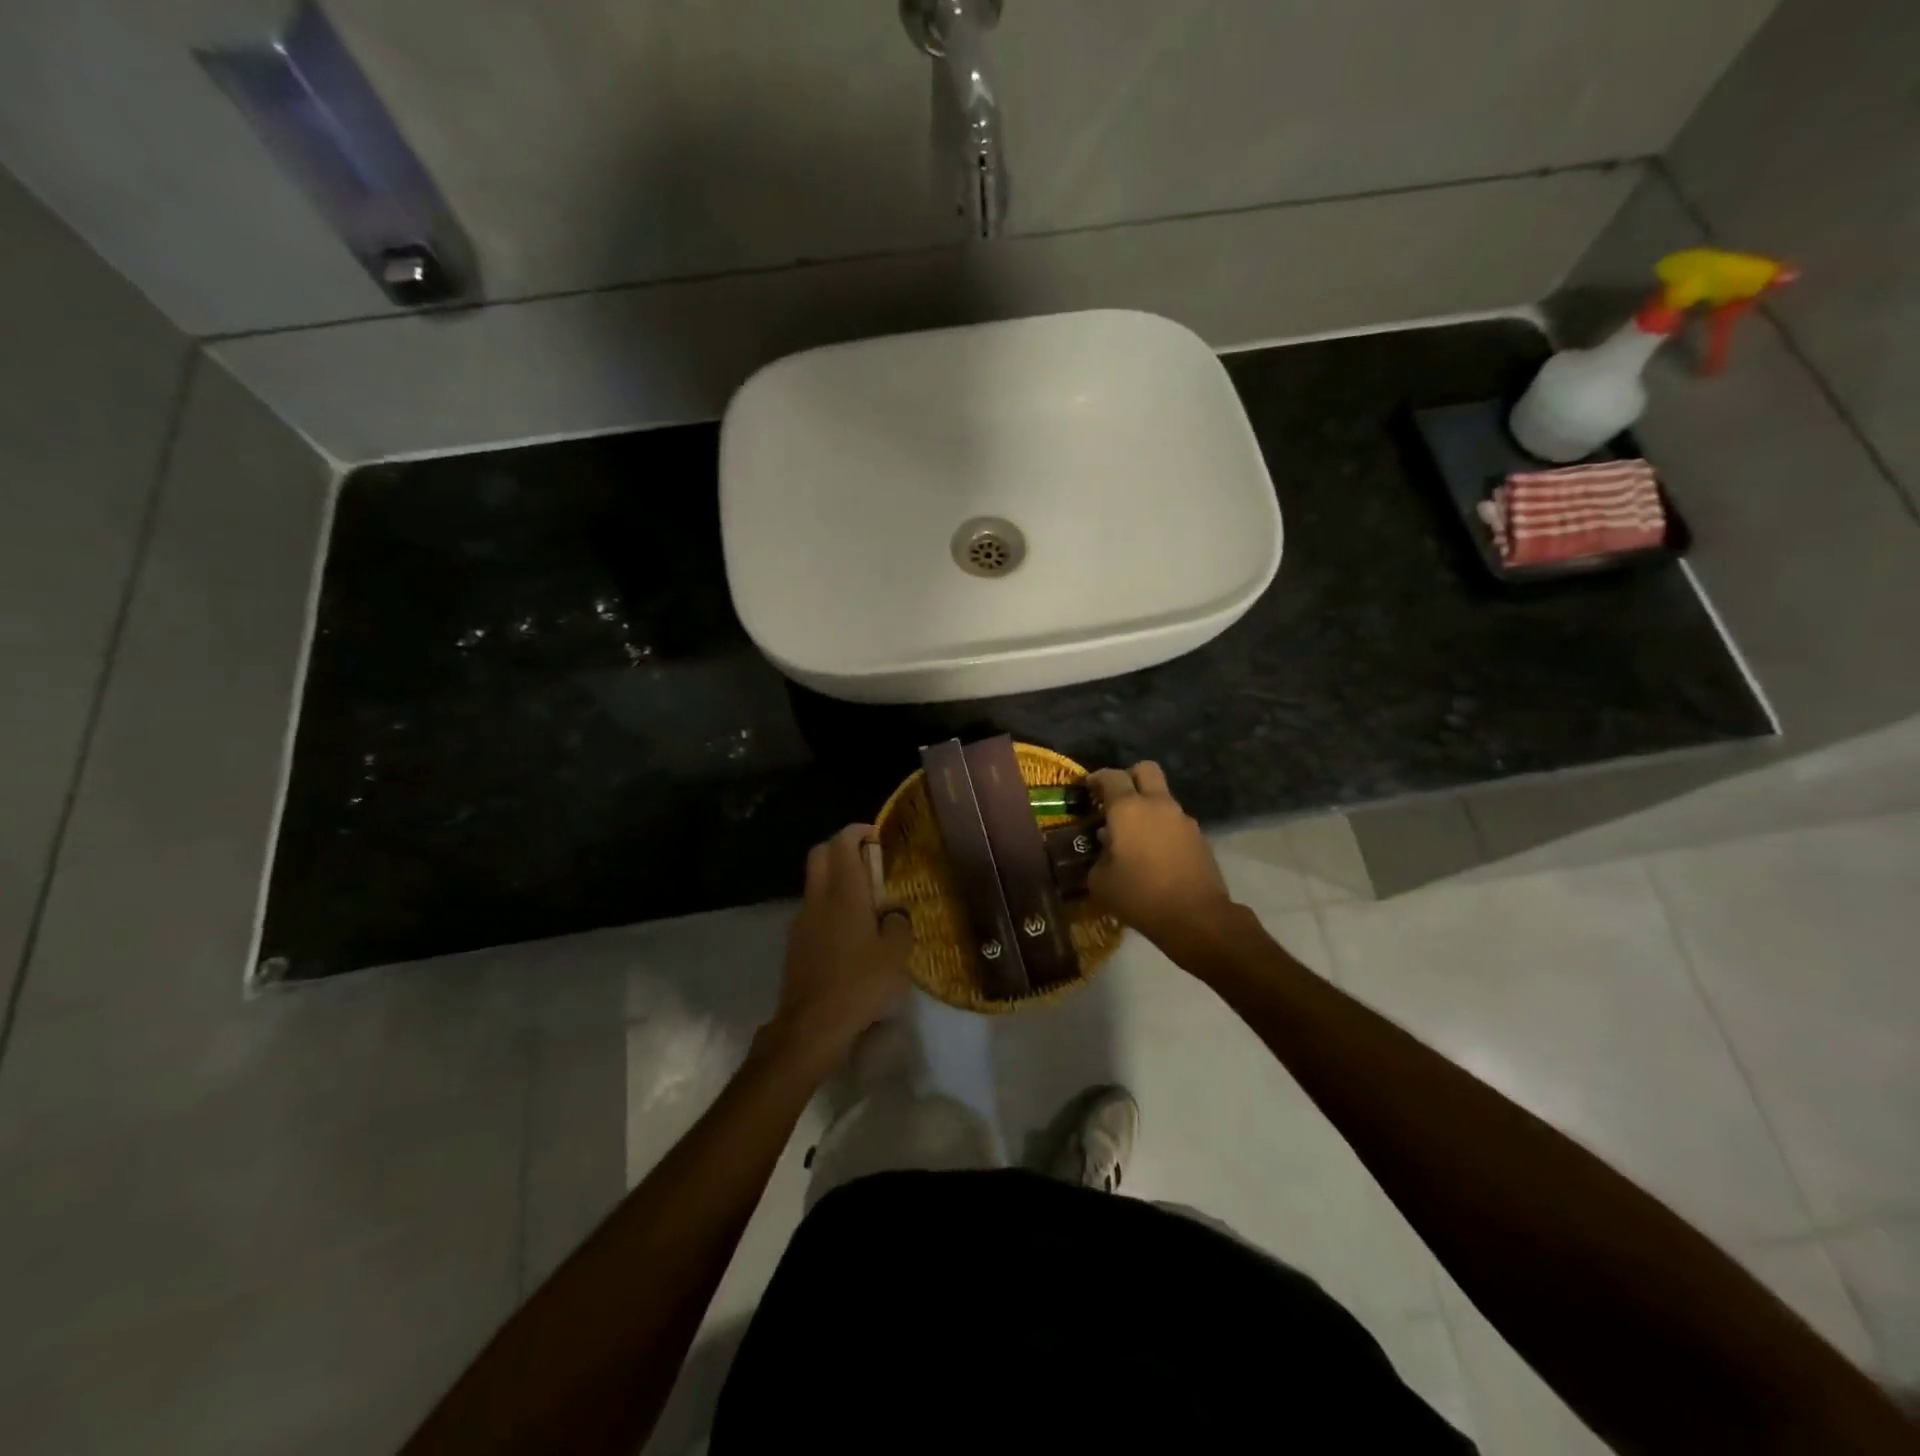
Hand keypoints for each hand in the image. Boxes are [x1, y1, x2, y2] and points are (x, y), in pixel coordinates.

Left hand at [766, 824, 913, 1075]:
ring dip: (835, 879)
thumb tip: (894, 915)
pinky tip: (849, 933)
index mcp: (844, 894)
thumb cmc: (859, 985)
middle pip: (820, 855)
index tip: (877, 835)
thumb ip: (899, 926)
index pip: (842, 843)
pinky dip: (829, 907)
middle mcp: (818, 899)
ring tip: (864, 901)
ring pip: (815, 883)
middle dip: (841, 848)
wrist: (811, 1027)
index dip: (858, 831)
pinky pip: (812, 911)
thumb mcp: (897, 956)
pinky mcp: (794, 944)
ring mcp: (801, 921)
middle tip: (868, 860)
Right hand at [1086, 762, 1236, 953]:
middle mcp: (1157, 805)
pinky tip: (1153, 854)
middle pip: (1145, 770)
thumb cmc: (1140, 895)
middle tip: (1116, 798)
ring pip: (1162, 797)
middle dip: (1129, 777)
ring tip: (1133, 835)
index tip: (1088, 788)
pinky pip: (1174, 821)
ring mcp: (1182, 819)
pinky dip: (1162, 828)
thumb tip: (1105, 848)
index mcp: (1128, 809)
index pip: (1111, 777)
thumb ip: (1098, 857)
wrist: (1197, 918)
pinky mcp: (1199, 837)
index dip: (1096, 778)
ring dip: (1147, 807)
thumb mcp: (1101, 881)